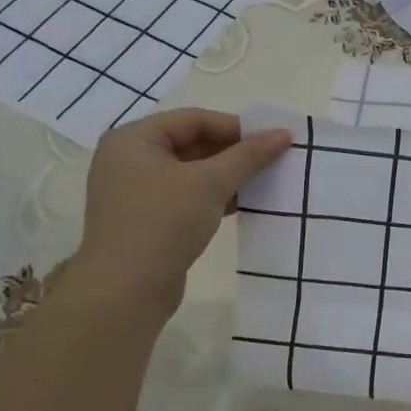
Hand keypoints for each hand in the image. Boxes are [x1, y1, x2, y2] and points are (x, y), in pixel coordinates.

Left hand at [70, 109, 291, 319]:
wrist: (125, 291)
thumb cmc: (164, 222)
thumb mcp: (211, 183)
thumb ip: (249, 155)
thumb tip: (285, 134)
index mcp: (133, 139)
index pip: (193, 120)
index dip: (236, 127)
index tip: (271, 140)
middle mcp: (129, 159)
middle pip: (191, 144)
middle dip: (233, 152)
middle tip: (272, 161)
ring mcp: (134, 192)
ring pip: (191, 172)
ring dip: (227, 176)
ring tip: (264, 182)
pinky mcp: (145, 219)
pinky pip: (185, 196)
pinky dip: (213, 196)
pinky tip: (242, 205)